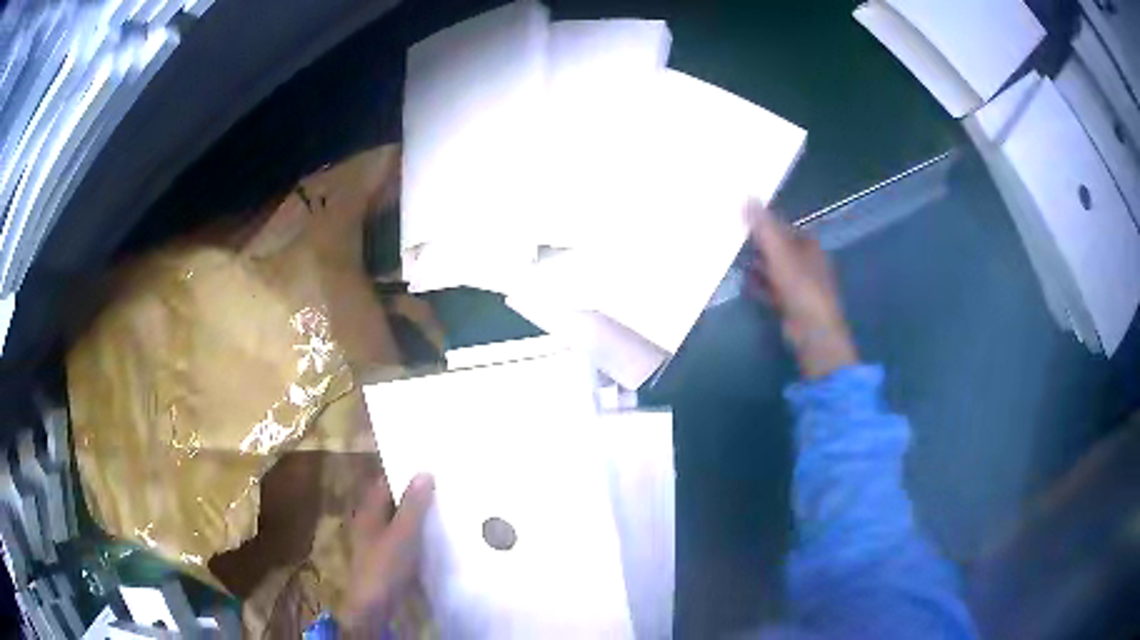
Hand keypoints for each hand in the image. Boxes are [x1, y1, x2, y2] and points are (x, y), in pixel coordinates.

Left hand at [345, 474, 434, 635]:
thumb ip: (413, 505)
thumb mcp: (403, 533)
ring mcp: (380, 541)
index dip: (404, 472)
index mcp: (369, 511)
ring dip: (419, 515)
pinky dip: (419, 534)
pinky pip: (406, 538)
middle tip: (446, 485)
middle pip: (393, 501)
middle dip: (415, 494)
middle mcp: (372, 522)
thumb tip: (424, 472)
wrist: (375, 605)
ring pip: (401, 520)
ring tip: (448, 507)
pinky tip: (439, 536)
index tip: (430, 465)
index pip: (385, 482)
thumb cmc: (385, 565)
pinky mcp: (389, 558)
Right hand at [747, 202, 857, 378]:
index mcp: (809, 246)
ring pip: (775, 270)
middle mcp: (807, 263)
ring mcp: (801, 286)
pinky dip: (760, 287)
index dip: (765, 223)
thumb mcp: (779, 253)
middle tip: (733, 239)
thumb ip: (763, 227)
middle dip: (759, 246)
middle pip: (779, 249)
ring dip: (758, 267)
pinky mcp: (792, 306)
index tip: (742, 219)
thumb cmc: (801, 288)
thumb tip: (747, 195)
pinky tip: (745, 284)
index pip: (784, 228)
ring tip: (735, 260)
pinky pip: (773, 290)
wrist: (813, 332)